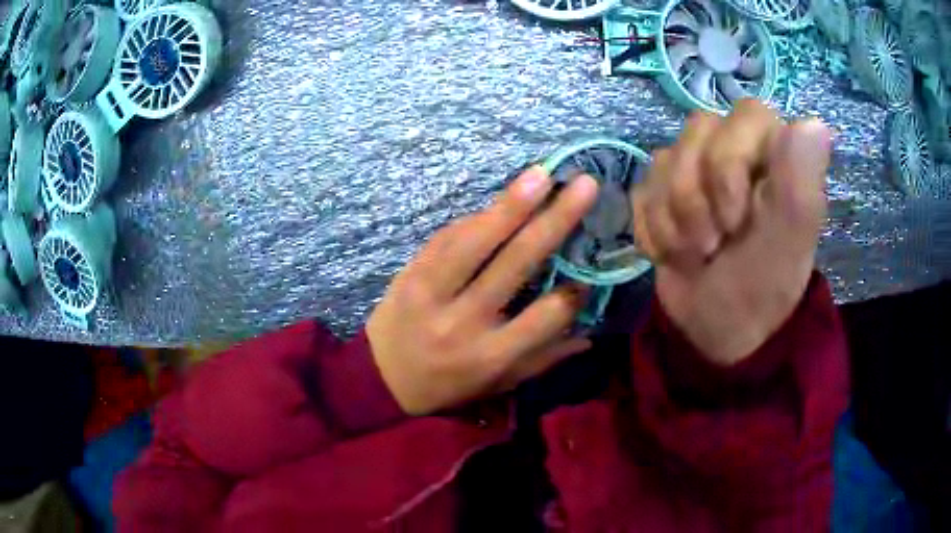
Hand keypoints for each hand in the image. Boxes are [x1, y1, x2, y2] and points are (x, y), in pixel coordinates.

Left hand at [367, 167, 598, 414]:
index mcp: (490, 355)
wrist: (380, 379)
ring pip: (475, 241)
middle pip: (514, 263)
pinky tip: (501, 201)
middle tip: (583, 186)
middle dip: (554, 221)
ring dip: (511, 204)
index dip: (571, 294)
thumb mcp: (498, 384)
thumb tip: (589, 336)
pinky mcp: (409, 273)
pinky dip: (475, 218)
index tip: (588, 276)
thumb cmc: (447, 386)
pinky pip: (445, 237)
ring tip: (541, 175)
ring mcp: (431, 293)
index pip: (544, 317)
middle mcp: (463, 321)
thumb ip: (543, 359)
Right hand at [632, 100, 831, 365]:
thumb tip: (816, 123)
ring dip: (673, 219)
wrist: (717, 331)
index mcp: (776, 154)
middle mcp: (738, 150)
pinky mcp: (665, 192)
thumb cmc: (762, 288)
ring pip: (665, 159)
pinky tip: (672, 254)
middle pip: (697, 132)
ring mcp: (697, 169)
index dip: (730, 162)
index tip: (735, 220)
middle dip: (696, 197)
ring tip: (694, 255)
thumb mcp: (788, 243)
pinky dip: (653, 229)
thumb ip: (802, 184)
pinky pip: (643, 189)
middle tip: (712, 245)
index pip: (746, 114)